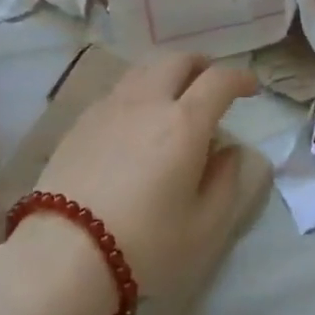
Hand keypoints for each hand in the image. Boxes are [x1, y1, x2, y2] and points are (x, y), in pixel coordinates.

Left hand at [14, 53, 256, 314]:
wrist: (63, 254)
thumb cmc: (145, 244)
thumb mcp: (204, 227)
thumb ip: (226, 182)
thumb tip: (230, 151)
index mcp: (184, 123)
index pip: (219, 80)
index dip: (240, 78)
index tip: (250, 88)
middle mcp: (147, 102)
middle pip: (178, 60)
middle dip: (202, 65)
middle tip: (211, 84)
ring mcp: (109, 107)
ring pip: (144, 69)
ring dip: (167, 73)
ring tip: (173, 97)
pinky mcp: (81, 121)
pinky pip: (118, 90)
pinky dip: (138, 92)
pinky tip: (136, 120)